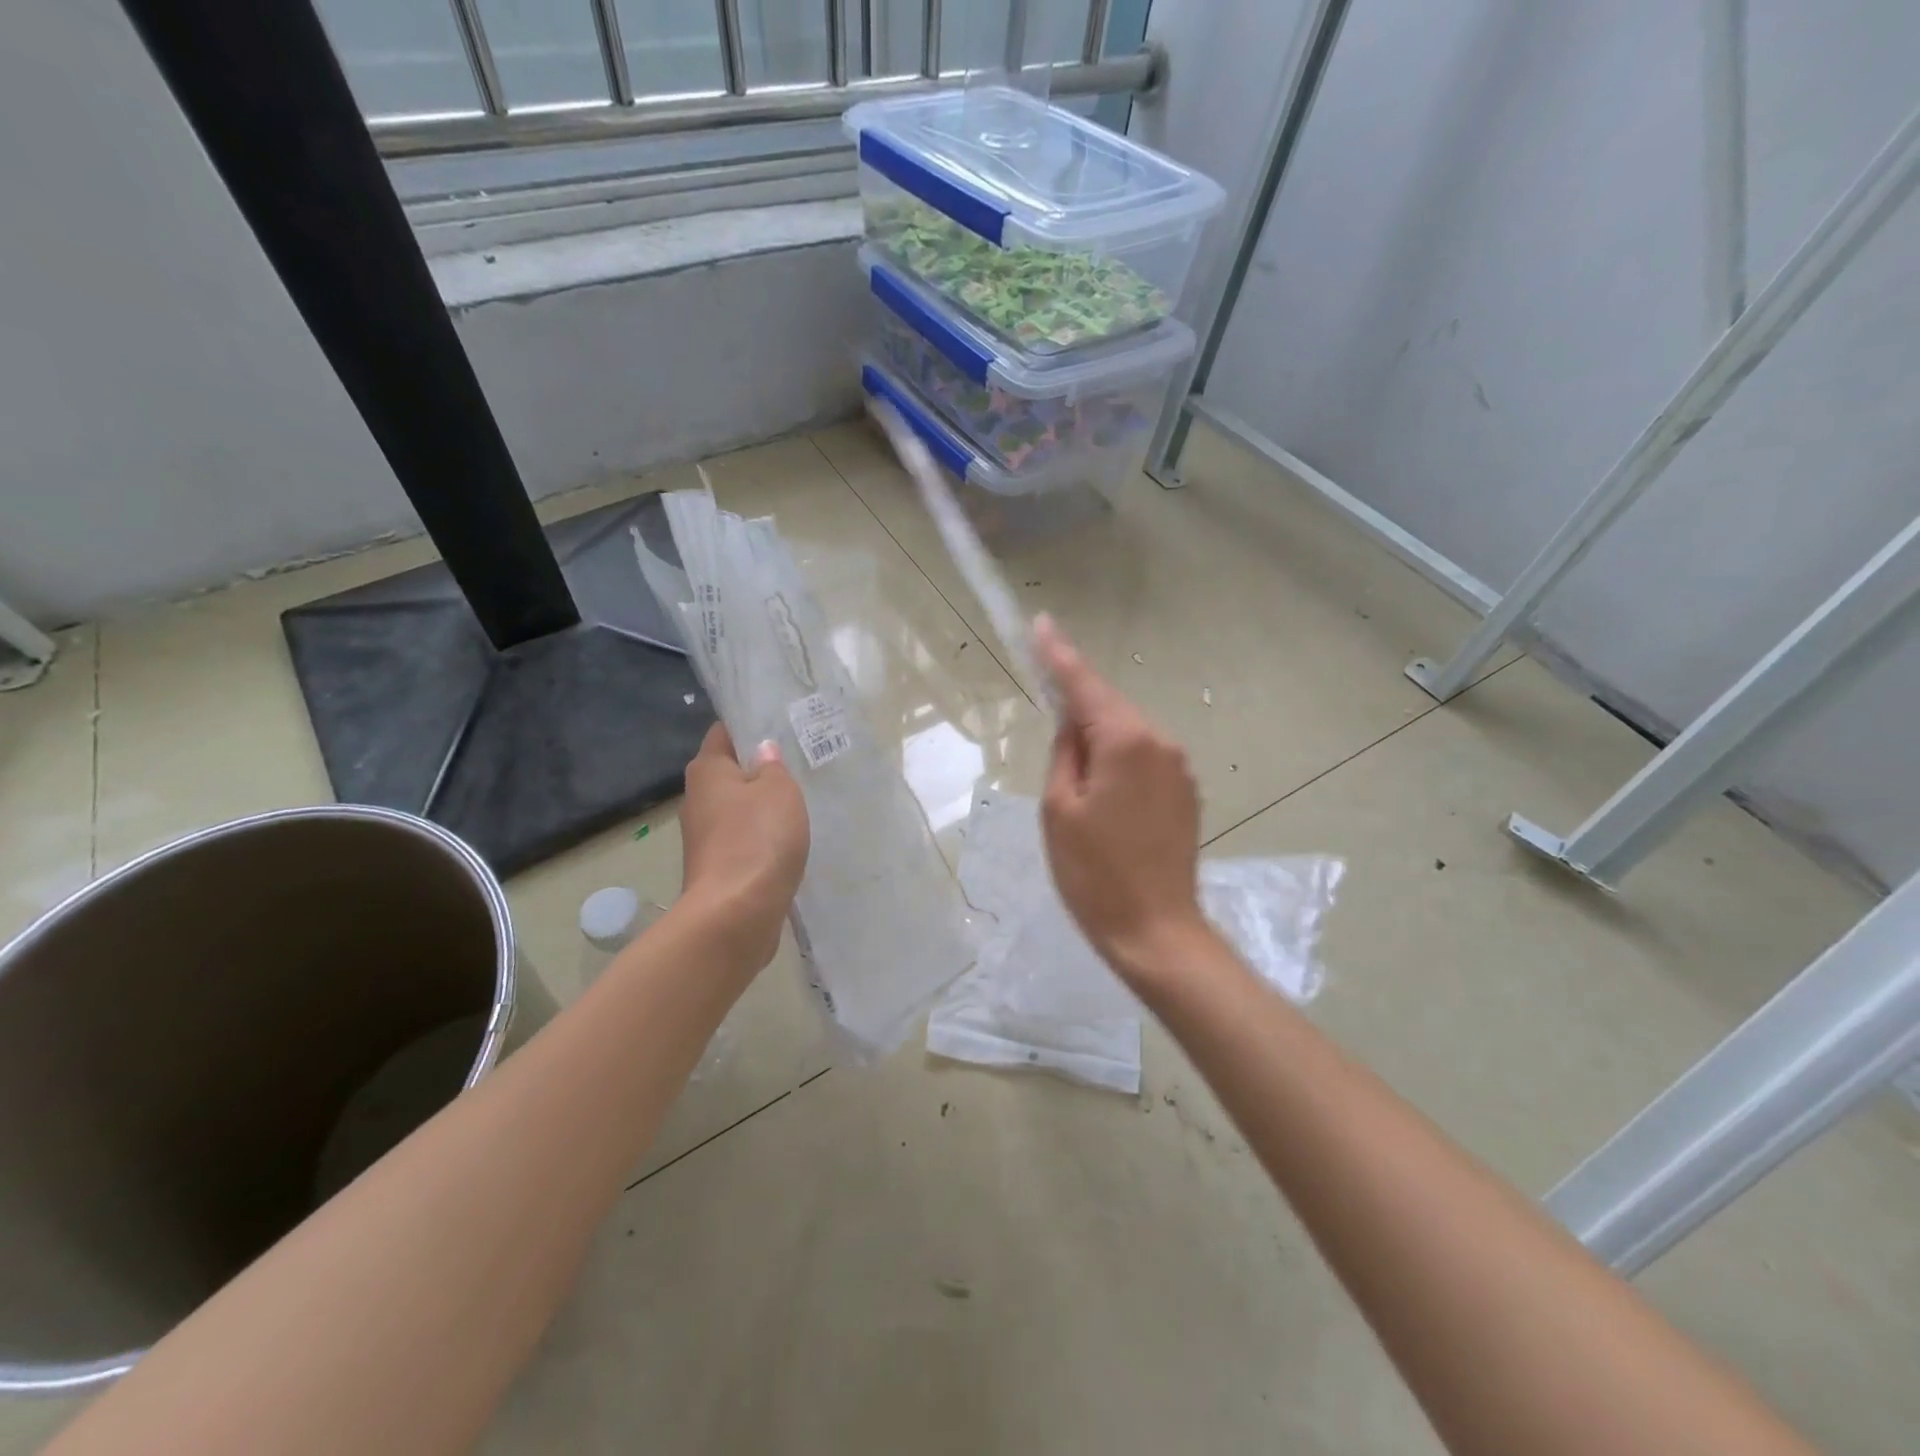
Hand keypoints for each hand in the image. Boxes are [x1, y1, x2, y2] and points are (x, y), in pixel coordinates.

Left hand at [679, 723, 808, 970]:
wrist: (736, 914)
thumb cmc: (758, 839)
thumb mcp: (779, 790)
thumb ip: (773, 766)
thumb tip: (762, 752)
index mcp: (706, 770)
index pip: (724, 733)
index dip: (750, 726)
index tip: (781, 725)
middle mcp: (697, 799)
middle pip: (730, 772)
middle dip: (759, 768)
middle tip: (799, 763)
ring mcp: (704, 837)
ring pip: (738, 809)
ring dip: (762, 806)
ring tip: (800, 801)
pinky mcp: (717, 868)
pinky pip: (743, 840)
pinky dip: (762, 838)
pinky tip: (788, 840)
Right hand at [1034, 615, 1206, 981]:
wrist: (1156, 930)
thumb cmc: (1094, 872)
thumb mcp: (1058, 809)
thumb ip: (1065, 753)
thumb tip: (1073, 725)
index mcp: (1125, 741)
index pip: (1085, 685)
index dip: (1059, 655)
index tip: (1041, 623)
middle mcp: (1161, 743)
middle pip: (1109, 708)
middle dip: (1077, 707)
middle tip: (1045, 712)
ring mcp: (1180, 768)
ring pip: (1127, 734)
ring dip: (1098, 740)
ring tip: (1073, 780)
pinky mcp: (1186, 793)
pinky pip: (1143, 759)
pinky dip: (1118, 761)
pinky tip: (1102, 794)